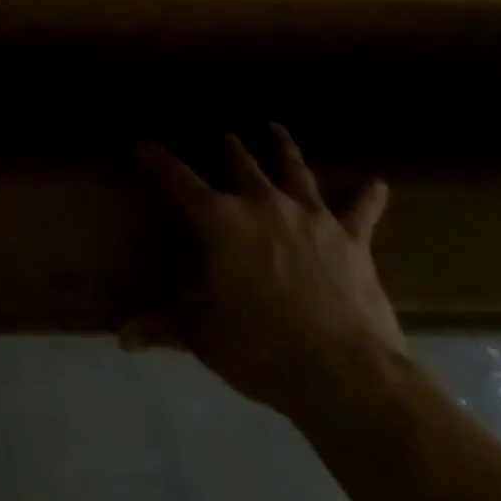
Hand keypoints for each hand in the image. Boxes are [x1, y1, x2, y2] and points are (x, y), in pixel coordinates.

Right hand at [131, 124, 404, 422]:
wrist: (344, 372)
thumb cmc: (260, 347)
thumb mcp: (202, 336)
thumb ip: (164, 326)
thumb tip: (122, 337)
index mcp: (220, 221)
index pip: (180, 180)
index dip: (159, 160)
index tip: (144, 142)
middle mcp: (263, 206)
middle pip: (241, 165)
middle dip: (229, 148)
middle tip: (224, 133)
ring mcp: (311, 218)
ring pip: (294, 171)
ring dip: (283, 148)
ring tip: (275, 128)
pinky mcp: (352, 240)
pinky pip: (360, 211)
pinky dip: (368, 197)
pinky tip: (378, 184)